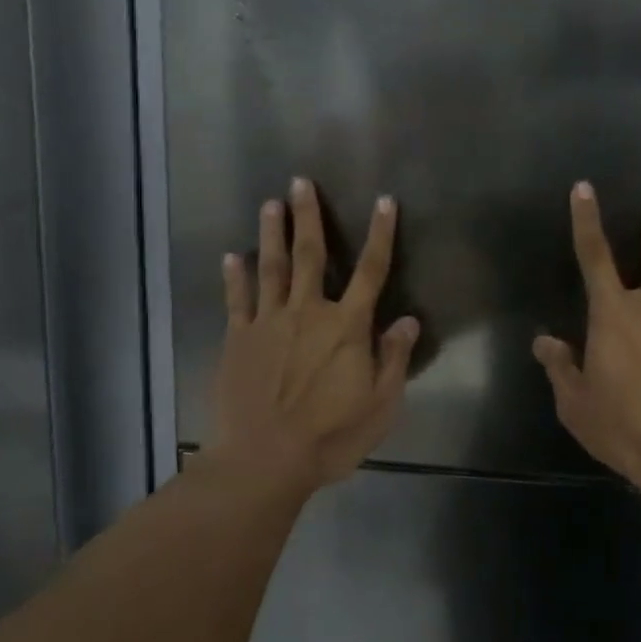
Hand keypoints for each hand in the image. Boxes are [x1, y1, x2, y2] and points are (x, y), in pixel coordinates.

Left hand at [213, 180, 419, 490]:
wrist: (264, 460)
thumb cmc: (330, 436)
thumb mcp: (380, 404)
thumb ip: (394, 358)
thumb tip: (408, 320)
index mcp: (347, 327)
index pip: (371, 271)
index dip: (381, 234)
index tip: (384, 201)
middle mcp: (308, 313)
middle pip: (311, 256)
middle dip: (308, 217)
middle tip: (301, 182)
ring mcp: (268, 323)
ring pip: (272, 268)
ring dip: (271, 234)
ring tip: (269, 204)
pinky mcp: (238, 340)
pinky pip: (237, 300)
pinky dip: (235, 276)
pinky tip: (232, 257)